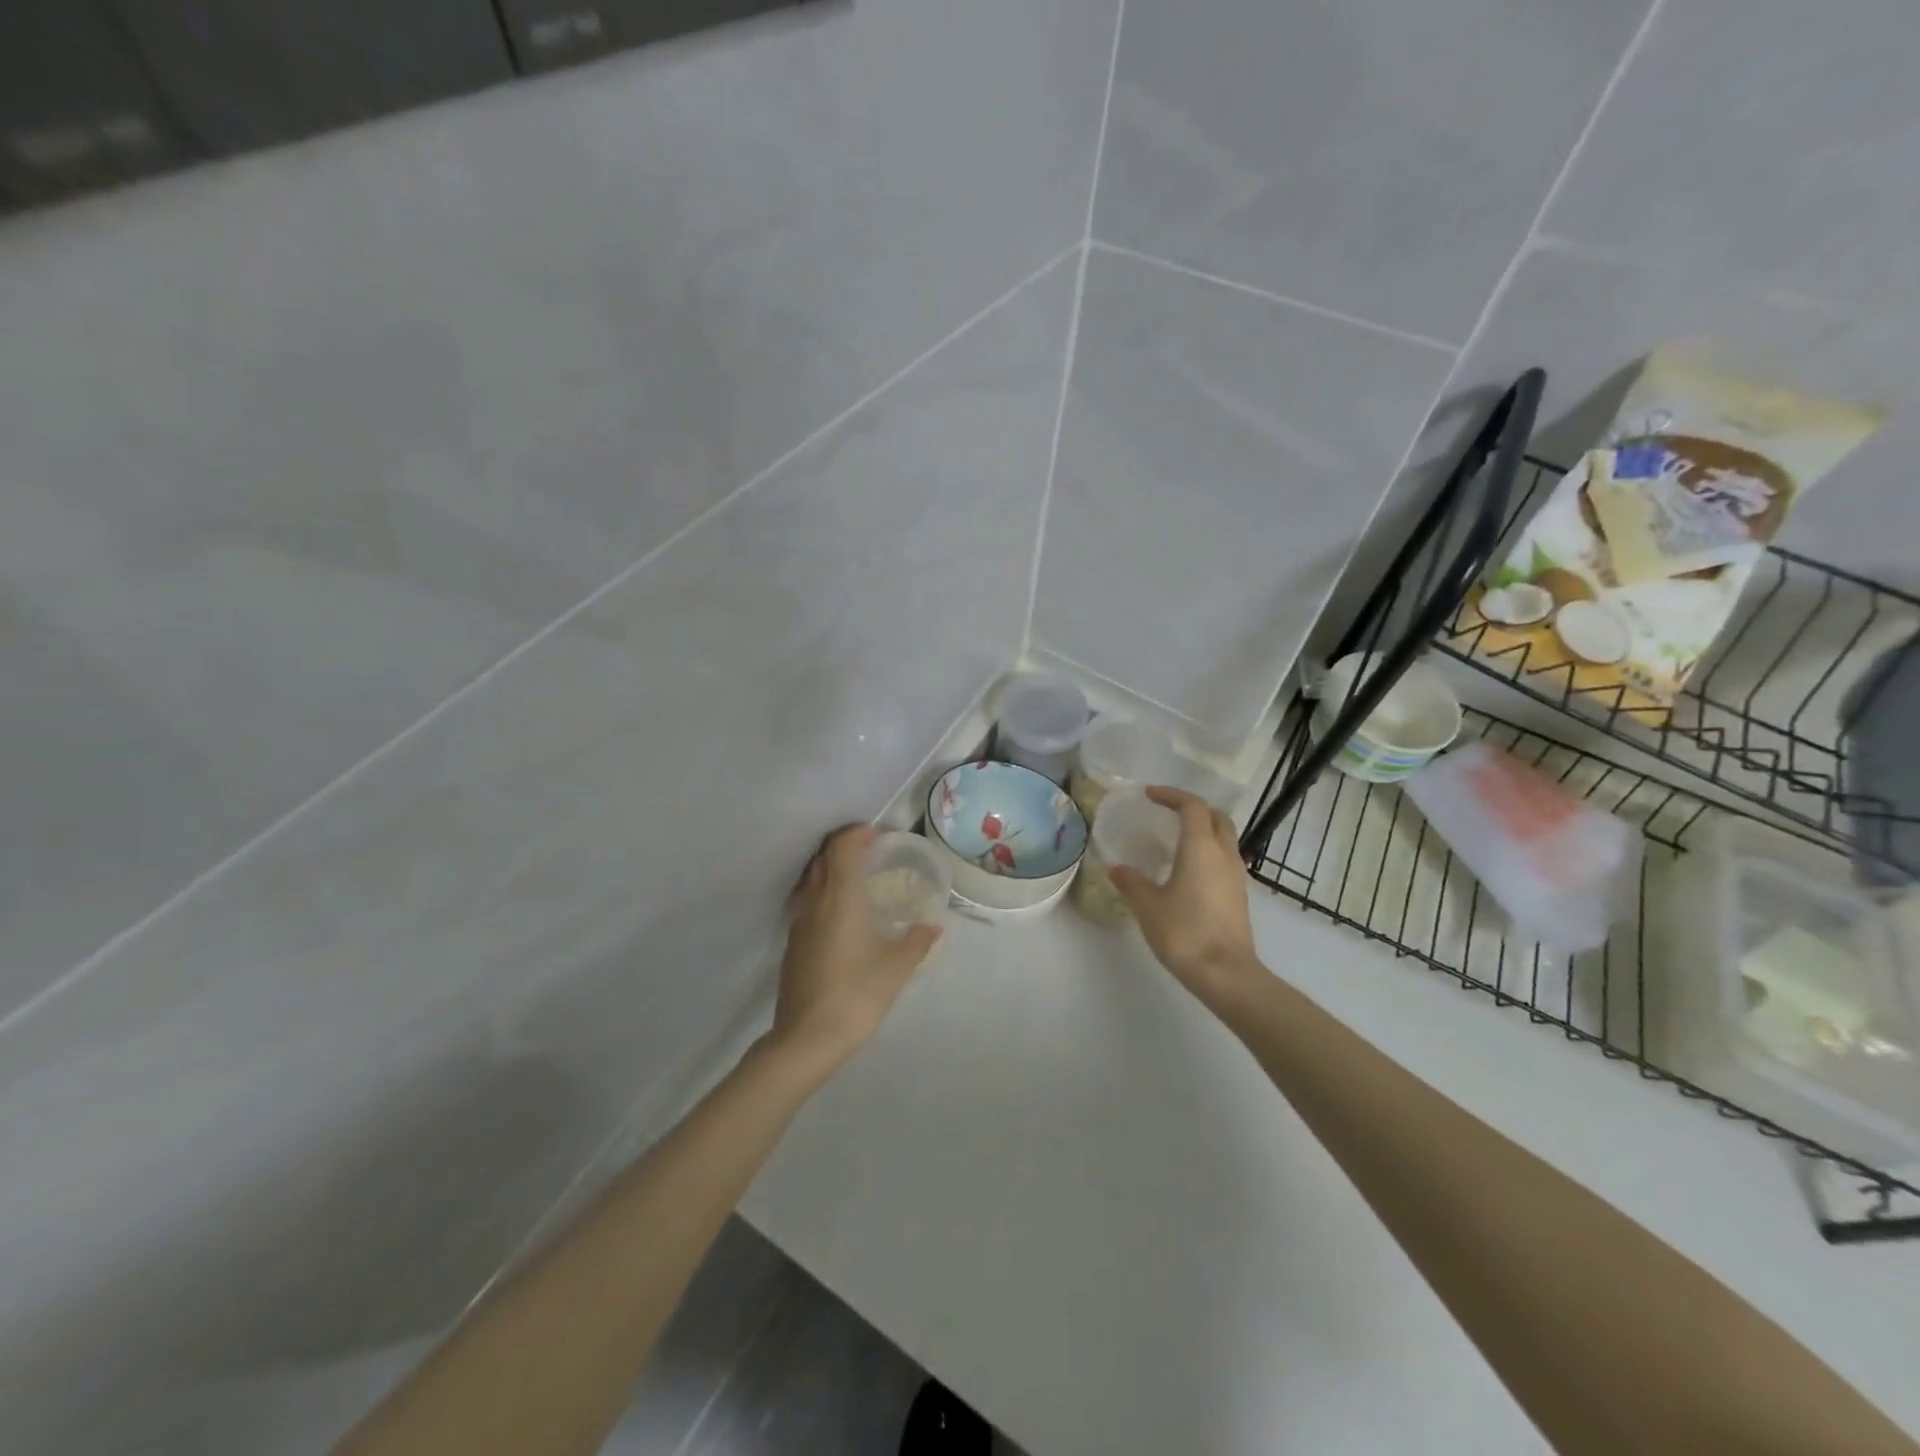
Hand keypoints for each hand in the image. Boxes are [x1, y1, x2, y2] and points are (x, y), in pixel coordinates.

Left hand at [766, 825, 942, 1073]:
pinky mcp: (792, 943)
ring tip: (857, 879)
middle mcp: (815, 901)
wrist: (806, 1038)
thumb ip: (917, 942)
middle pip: (823, 858)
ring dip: (831, 869)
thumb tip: (933, 926)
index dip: (856, 834)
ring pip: (811, 880)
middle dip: (843, 847)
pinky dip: (823, 893)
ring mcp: (799, 922)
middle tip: (870, 852)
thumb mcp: (896, 969)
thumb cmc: (856, 995)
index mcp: (841, 898)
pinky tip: (842, 915)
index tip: (876, 835)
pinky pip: (807, 901)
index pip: (842, 848)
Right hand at [1110, 787, 1261, 1008]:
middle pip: (1216, 816)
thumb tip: (1116, 867)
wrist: (1226, 974)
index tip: (1149, 795)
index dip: (1171, 795)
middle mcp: (1224, 854)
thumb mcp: (1148, 906)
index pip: (1192, 806)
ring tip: (1175, 841)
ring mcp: (1237, 875)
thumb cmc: (1184, 933)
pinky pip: (1225, 859)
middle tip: (1167, 813)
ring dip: (1203, 830)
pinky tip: (1187, 871)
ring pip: (1225, 838)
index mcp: (1201, 847)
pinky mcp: (1239, 895)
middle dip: (1192, 809)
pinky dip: (1208, 852)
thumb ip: (1131, 882)